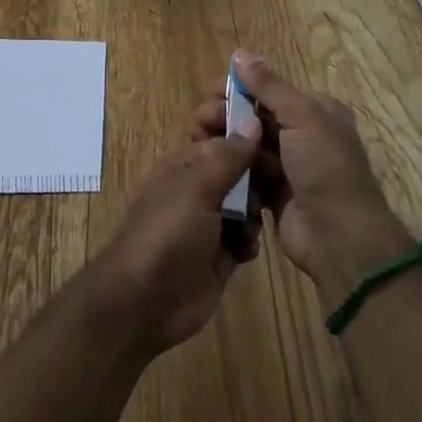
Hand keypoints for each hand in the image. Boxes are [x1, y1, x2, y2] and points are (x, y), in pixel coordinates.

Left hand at [89, 107, 262, 352]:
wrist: (144, 301)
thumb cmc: (166, 233)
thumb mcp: (196, 188)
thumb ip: (228, 157)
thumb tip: (253, 120)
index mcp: (188, 161)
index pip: (220, 130)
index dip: (241, 124)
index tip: (270, 122)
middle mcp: (202, 186)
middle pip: (240, 165)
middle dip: (258, 169)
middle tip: (276, 175)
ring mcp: (212, 221)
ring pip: (248, 200)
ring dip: (257, 206)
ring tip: (254, 217)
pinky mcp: (222, 254)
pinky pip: (247, 236)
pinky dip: (250, 240)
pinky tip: (245, 249)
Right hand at [197, 53, 411, 304]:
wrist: (339, 237)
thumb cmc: (324, 167)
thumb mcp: (301, 116)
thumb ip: (268, 86)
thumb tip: (240, 54)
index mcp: (316, 112)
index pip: (272, 91)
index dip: (241, 88)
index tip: (212, 92)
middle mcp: (304, 135)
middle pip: (257, 117)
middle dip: (228, 114)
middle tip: (200, 119)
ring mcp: (289, 167)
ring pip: (249, 145)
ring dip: (225, 140)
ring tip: (198, 140)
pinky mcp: (274, 194)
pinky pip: (248, 174)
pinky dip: (231, 167)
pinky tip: (210, 164)